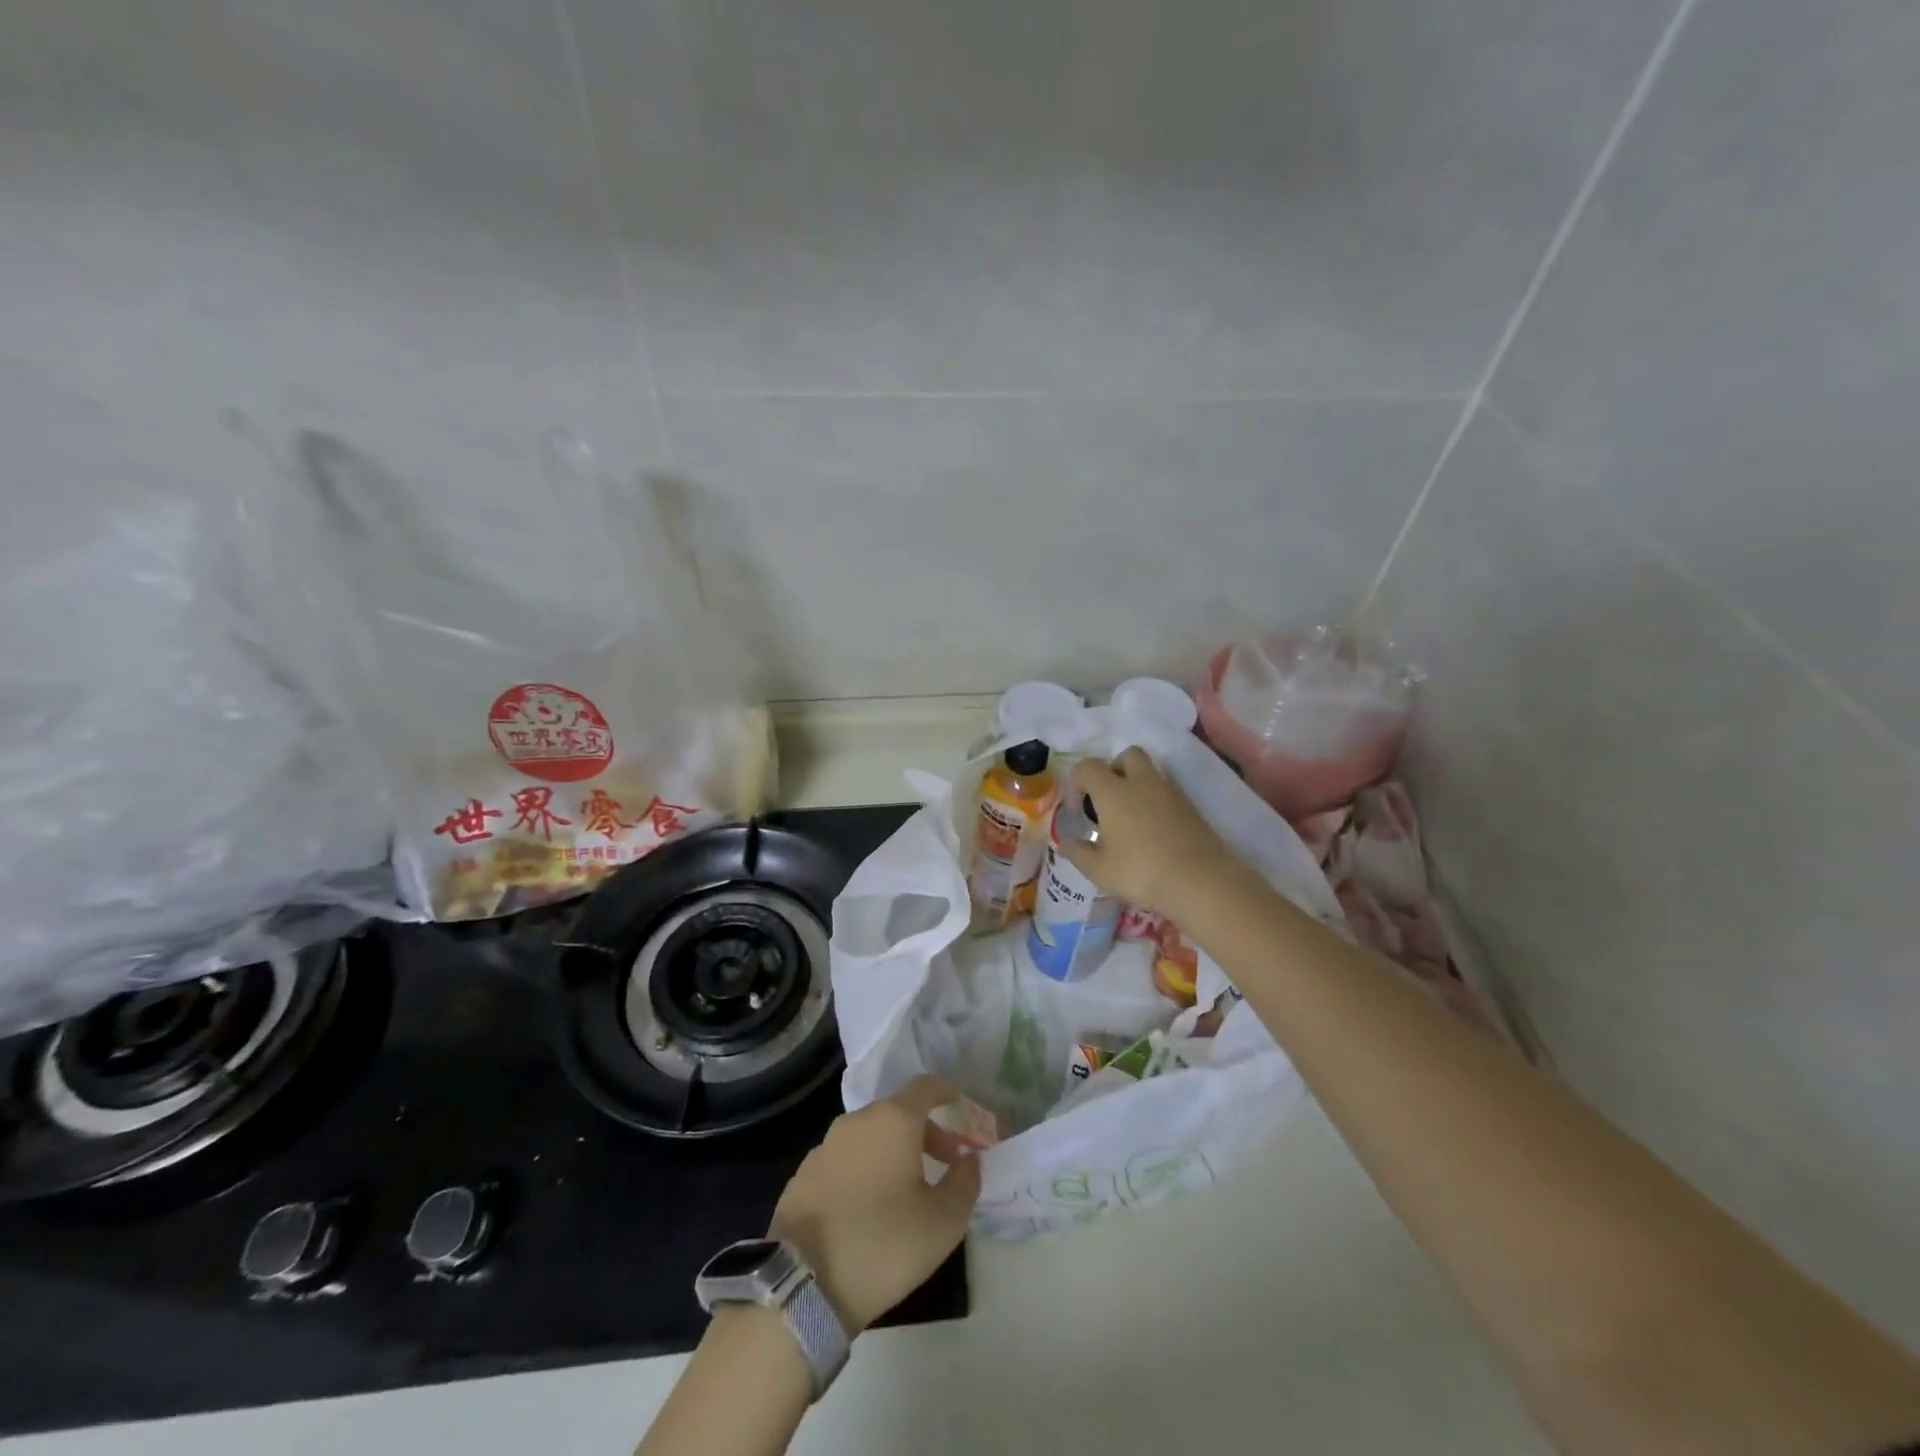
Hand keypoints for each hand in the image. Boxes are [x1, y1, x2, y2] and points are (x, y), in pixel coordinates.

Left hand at [768, 1076, 981, 1335]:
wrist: (802, 1285)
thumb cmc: (883, 1244)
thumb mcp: (943, 1222)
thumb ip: (965, 1183)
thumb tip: (969, 1160)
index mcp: (893, 1120)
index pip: (925, 1086)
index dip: (945, 1091)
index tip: (958, 1103)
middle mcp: (857, 1121)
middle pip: (898, 1112)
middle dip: (925, 1132)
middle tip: (944, 1164)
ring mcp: (825, 1146)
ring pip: (869, 1136)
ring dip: (893, 1152)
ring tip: (906, 1190)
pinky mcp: (803, 1174)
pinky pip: (845, 1159)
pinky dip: (864, 1169)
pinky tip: (868, 1207)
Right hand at [1065, 747, 1252, 919]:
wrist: (1199, 880)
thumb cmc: (1140, 871)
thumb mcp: (1100, 870)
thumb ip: (1079, 853)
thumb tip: (1065, 845)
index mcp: (1113, 792)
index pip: (1088, 767)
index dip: (1077, 782)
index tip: (1078, 809)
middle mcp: (1141, 783)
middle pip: (1126, 755)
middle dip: (1114, 769)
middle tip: (1107, 800)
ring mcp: (1170, 792)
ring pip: (1150, 772)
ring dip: (1136, 785)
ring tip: (1130, 819)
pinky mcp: (1190, 807)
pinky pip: (1166, 792)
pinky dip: (1155, 802)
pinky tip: (1153, 831)